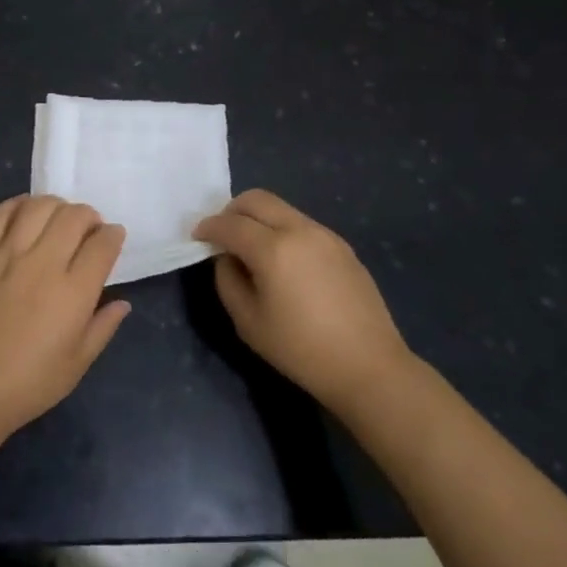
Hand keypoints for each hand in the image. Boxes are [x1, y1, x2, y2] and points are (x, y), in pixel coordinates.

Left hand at [0, 195, 131, 434]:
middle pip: (74, 216)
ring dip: (56, 206)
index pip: (102, 244)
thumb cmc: (31, 382)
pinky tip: (26, 212)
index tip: (113, 237)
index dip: (113, 235)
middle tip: (88, 230)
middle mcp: (44, 264)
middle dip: (89, 216)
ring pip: (38, 207)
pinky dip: (17, 205)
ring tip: (58, 219)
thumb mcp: (78, 363)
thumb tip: (122, 302)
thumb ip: (104, 327)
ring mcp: (8, 255)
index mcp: (74, 292)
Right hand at [194, 190, 410, 411]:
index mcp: (273, 248)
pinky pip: (301, 224)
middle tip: (223, 235)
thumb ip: (228, 280)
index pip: (230, 224)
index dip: (208, 228)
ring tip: (253, 249)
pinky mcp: (342, 246)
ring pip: (281, 208)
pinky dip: (282, 230)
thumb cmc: (301, 350)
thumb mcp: (248, 322)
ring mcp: (325, 234)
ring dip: (259, 219)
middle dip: (232, 211)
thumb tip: (227, 258)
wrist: (370, 367)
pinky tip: (284, 262)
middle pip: (256, 199)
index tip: (197, 237)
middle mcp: (299, 230)